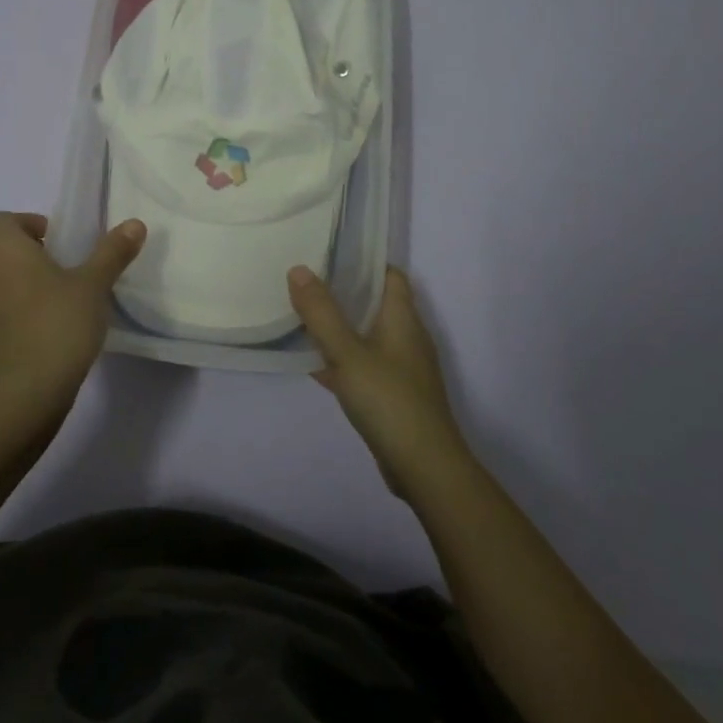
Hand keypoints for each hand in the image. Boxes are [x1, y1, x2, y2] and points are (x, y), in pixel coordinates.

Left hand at [0, 212, 145, 405]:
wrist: (30, 385)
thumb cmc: (60, 322)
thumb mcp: (94, 284)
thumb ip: (113, 252)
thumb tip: (135, 223)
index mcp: (5, 249)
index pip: (0, 220)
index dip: (26, 224)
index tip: (56, 241)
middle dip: (10, 250)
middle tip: (46, 264)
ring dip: (3, 277)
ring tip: (40, 293)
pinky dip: (2, 305)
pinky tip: (33, 320)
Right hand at [288, 266, 471, 496]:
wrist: (424, 467)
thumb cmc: (389, 400)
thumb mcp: (347, 353)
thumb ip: (321, 312)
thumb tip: (298, 269)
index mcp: (403, 319)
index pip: (390, 275)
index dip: (364, 261)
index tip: (329, 254)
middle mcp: (407, 337)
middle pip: (376, 303)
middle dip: (344, 292)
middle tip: (306, 282)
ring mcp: (402, 368)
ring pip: (368, 335)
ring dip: (341, 326)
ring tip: (303, 316)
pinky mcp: (394, 395)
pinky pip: (364, 365)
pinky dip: (342, 359)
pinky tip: (314, 365)